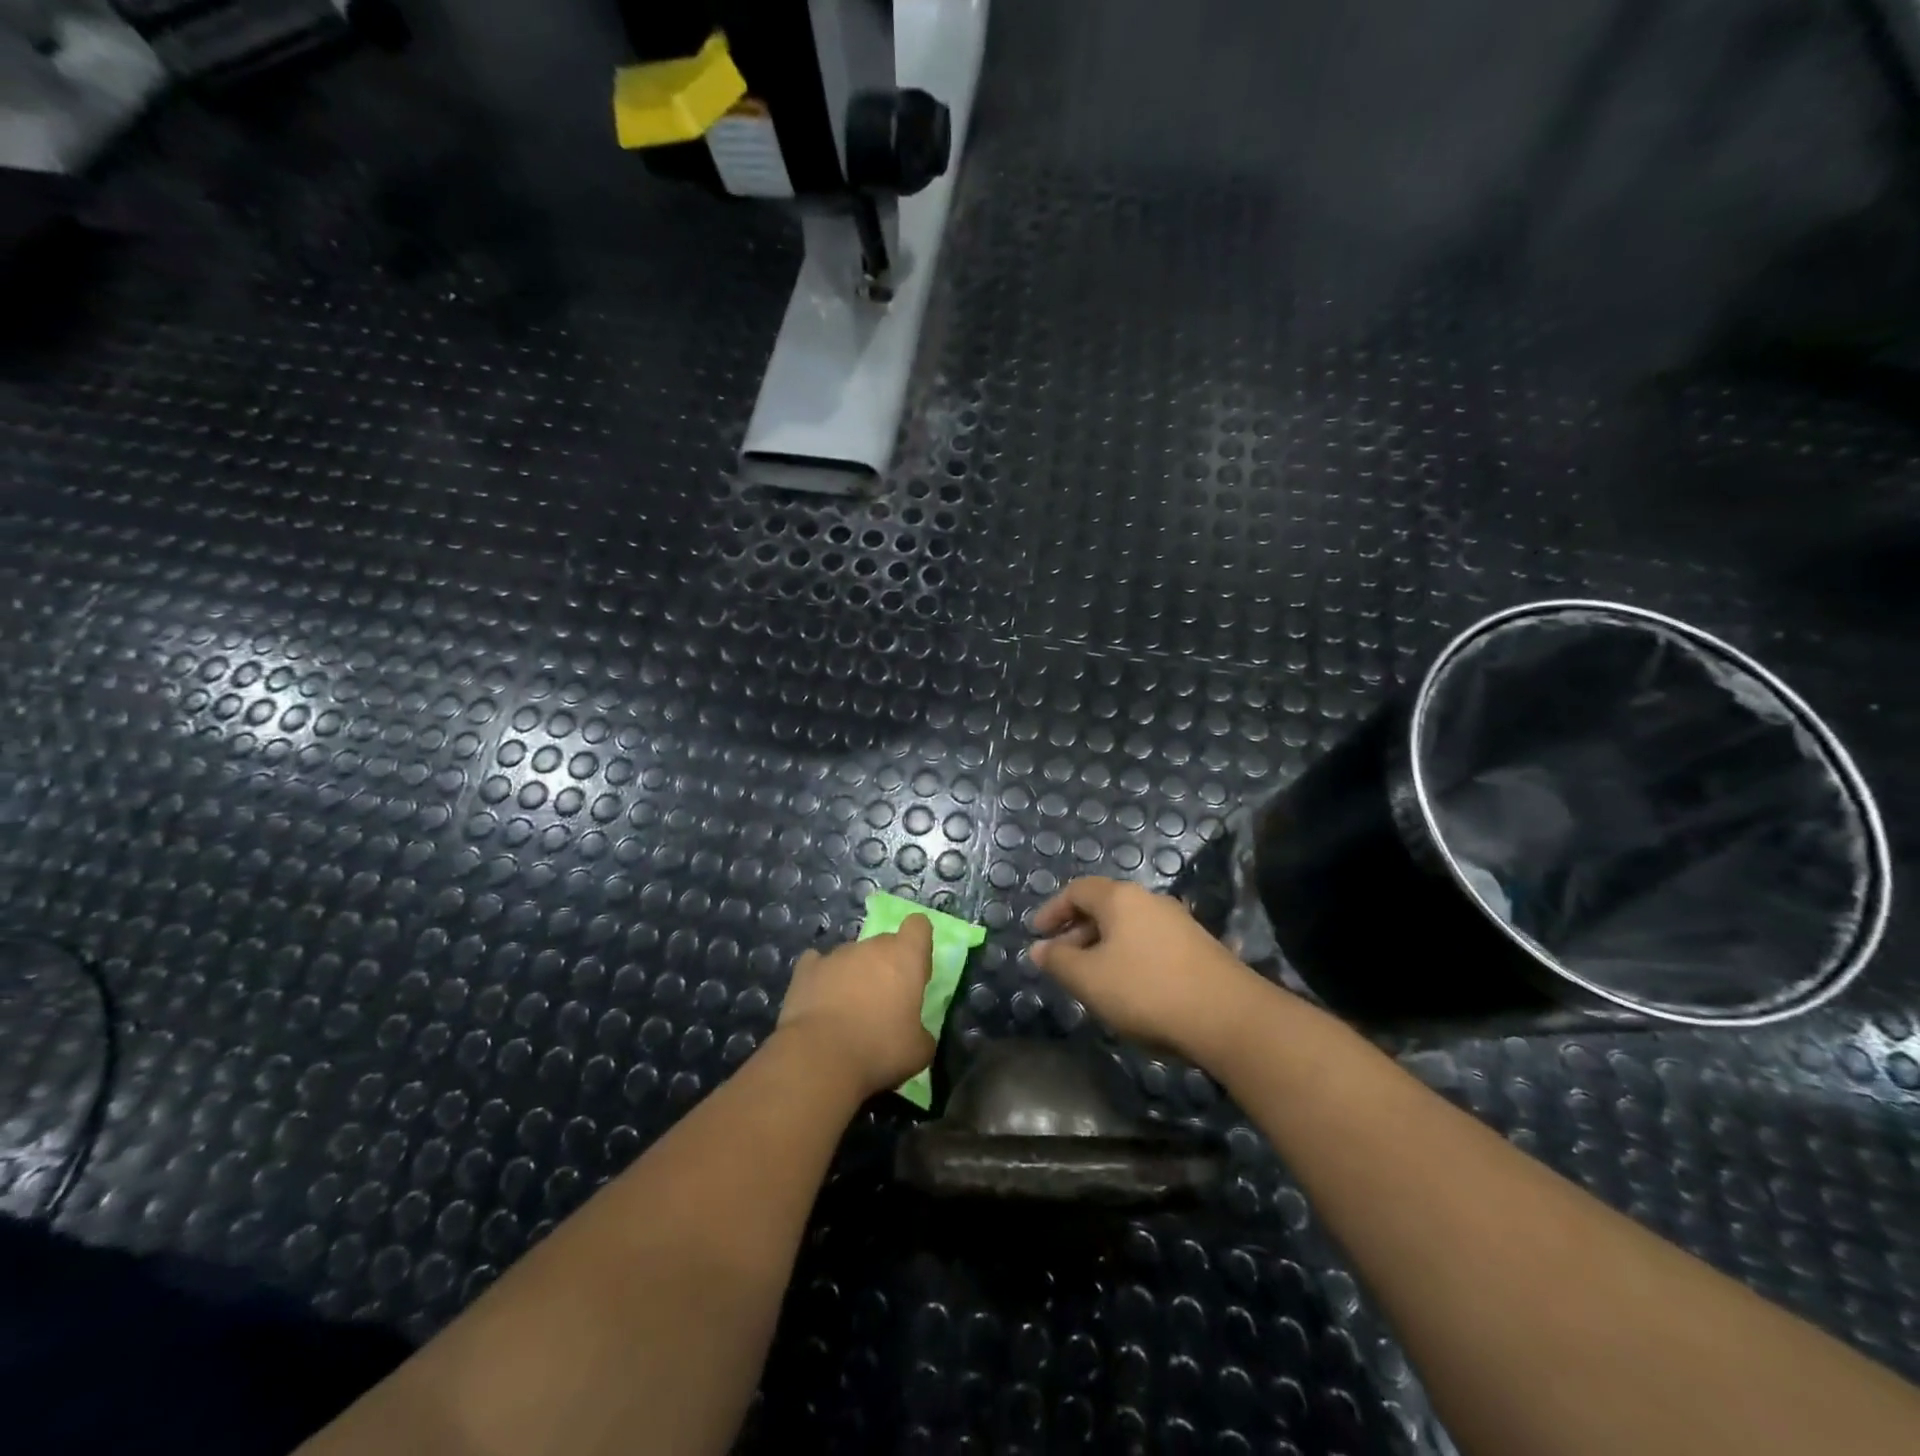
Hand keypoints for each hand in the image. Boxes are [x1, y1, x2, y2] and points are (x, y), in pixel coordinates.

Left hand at [776, 915, 935, 1098]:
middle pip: (885, 944)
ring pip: (853, 956)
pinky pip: (819, 964)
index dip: (918, 945)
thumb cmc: (879, 1049)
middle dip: (887, 966)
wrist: (820, 1058)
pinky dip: (822, 977)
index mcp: (905, 957)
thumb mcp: (918, 1052)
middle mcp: (871, 946)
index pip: (918, 926)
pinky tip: (820, 1000)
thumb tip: (918, 1034)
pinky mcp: (806, 968)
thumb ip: (923, 1033)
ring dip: (855, 974)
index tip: (915, 973)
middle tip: (884, 1003)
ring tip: (848, 1011)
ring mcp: (836, 955)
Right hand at [1030, 877, 1269, 1063]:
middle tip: (1061, 962)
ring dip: (1103, 947)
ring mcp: (1178, 922)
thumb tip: (1038, 948)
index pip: (1077, 890)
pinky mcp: (1198, 947)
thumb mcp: (1089, 979)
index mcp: (1120, 898)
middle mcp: (1150, 900)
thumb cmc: (1146, 990)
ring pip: (1128, 927)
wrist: (1229, 1016)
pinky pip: (1150, 943)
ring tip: (1092, 979)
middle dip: (1077, 932)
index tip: (1037, 935)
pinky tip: (1129, 988)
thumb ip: (1058, 961)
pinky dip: (1129, 957)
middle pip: (1104, 907)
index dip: (1053, 910)